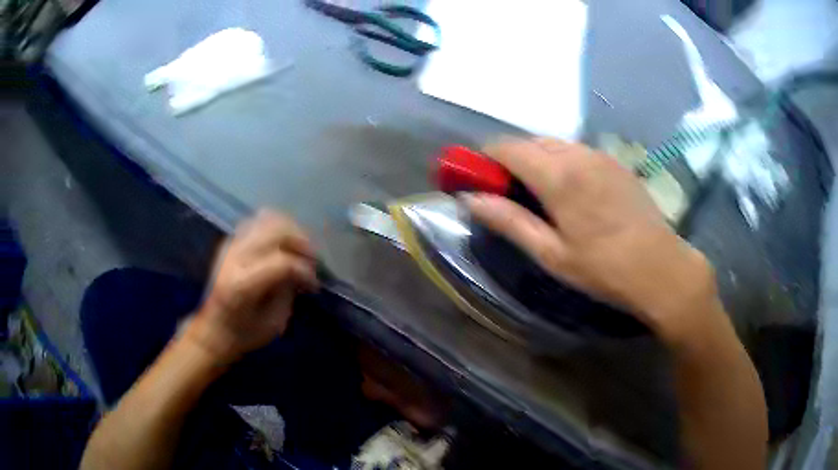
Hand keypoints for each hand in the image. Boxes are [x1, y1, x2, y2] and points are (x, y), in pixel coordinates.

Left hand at [186, 210, 317, 362]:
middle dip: (301, 242)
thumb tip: (304, 270)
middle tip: (313, 259)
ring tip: (300, 248)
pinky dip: (275, 227)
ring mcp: (231, 246)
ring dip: (290, 230)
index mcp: (243, 284)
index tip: (315, 284)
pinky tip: (284, 244)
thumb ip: (289, 291)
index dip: (305, 270)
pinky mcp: (230, 242)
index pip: (283, 262)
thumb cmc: (245, 332)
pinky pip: (257, 222)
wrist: (214, 329)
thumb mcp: (274, 322)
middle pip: (276, 231)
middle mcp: (235, 258)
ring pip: (267, 219)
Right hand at [462, 138, 717, 345]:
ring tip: (539, 195)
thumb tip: (470, 199)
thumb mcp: (551, 253)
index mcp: (557, 175)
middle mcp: (577, 154)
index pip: (506, 147)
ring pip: (554, 144)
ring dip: (536, 160)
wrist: (660, 267)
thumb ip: (508, 221)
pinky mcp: (615, 162)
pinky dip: (560, 161)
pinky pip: (576, 151)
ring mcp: (600, 155)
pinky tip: (570, 192)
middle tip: (507, 193)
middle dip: (510, 160)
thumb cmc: (603, 268)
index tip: (478, 181)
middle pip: (529, 141)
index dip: (485, 159)